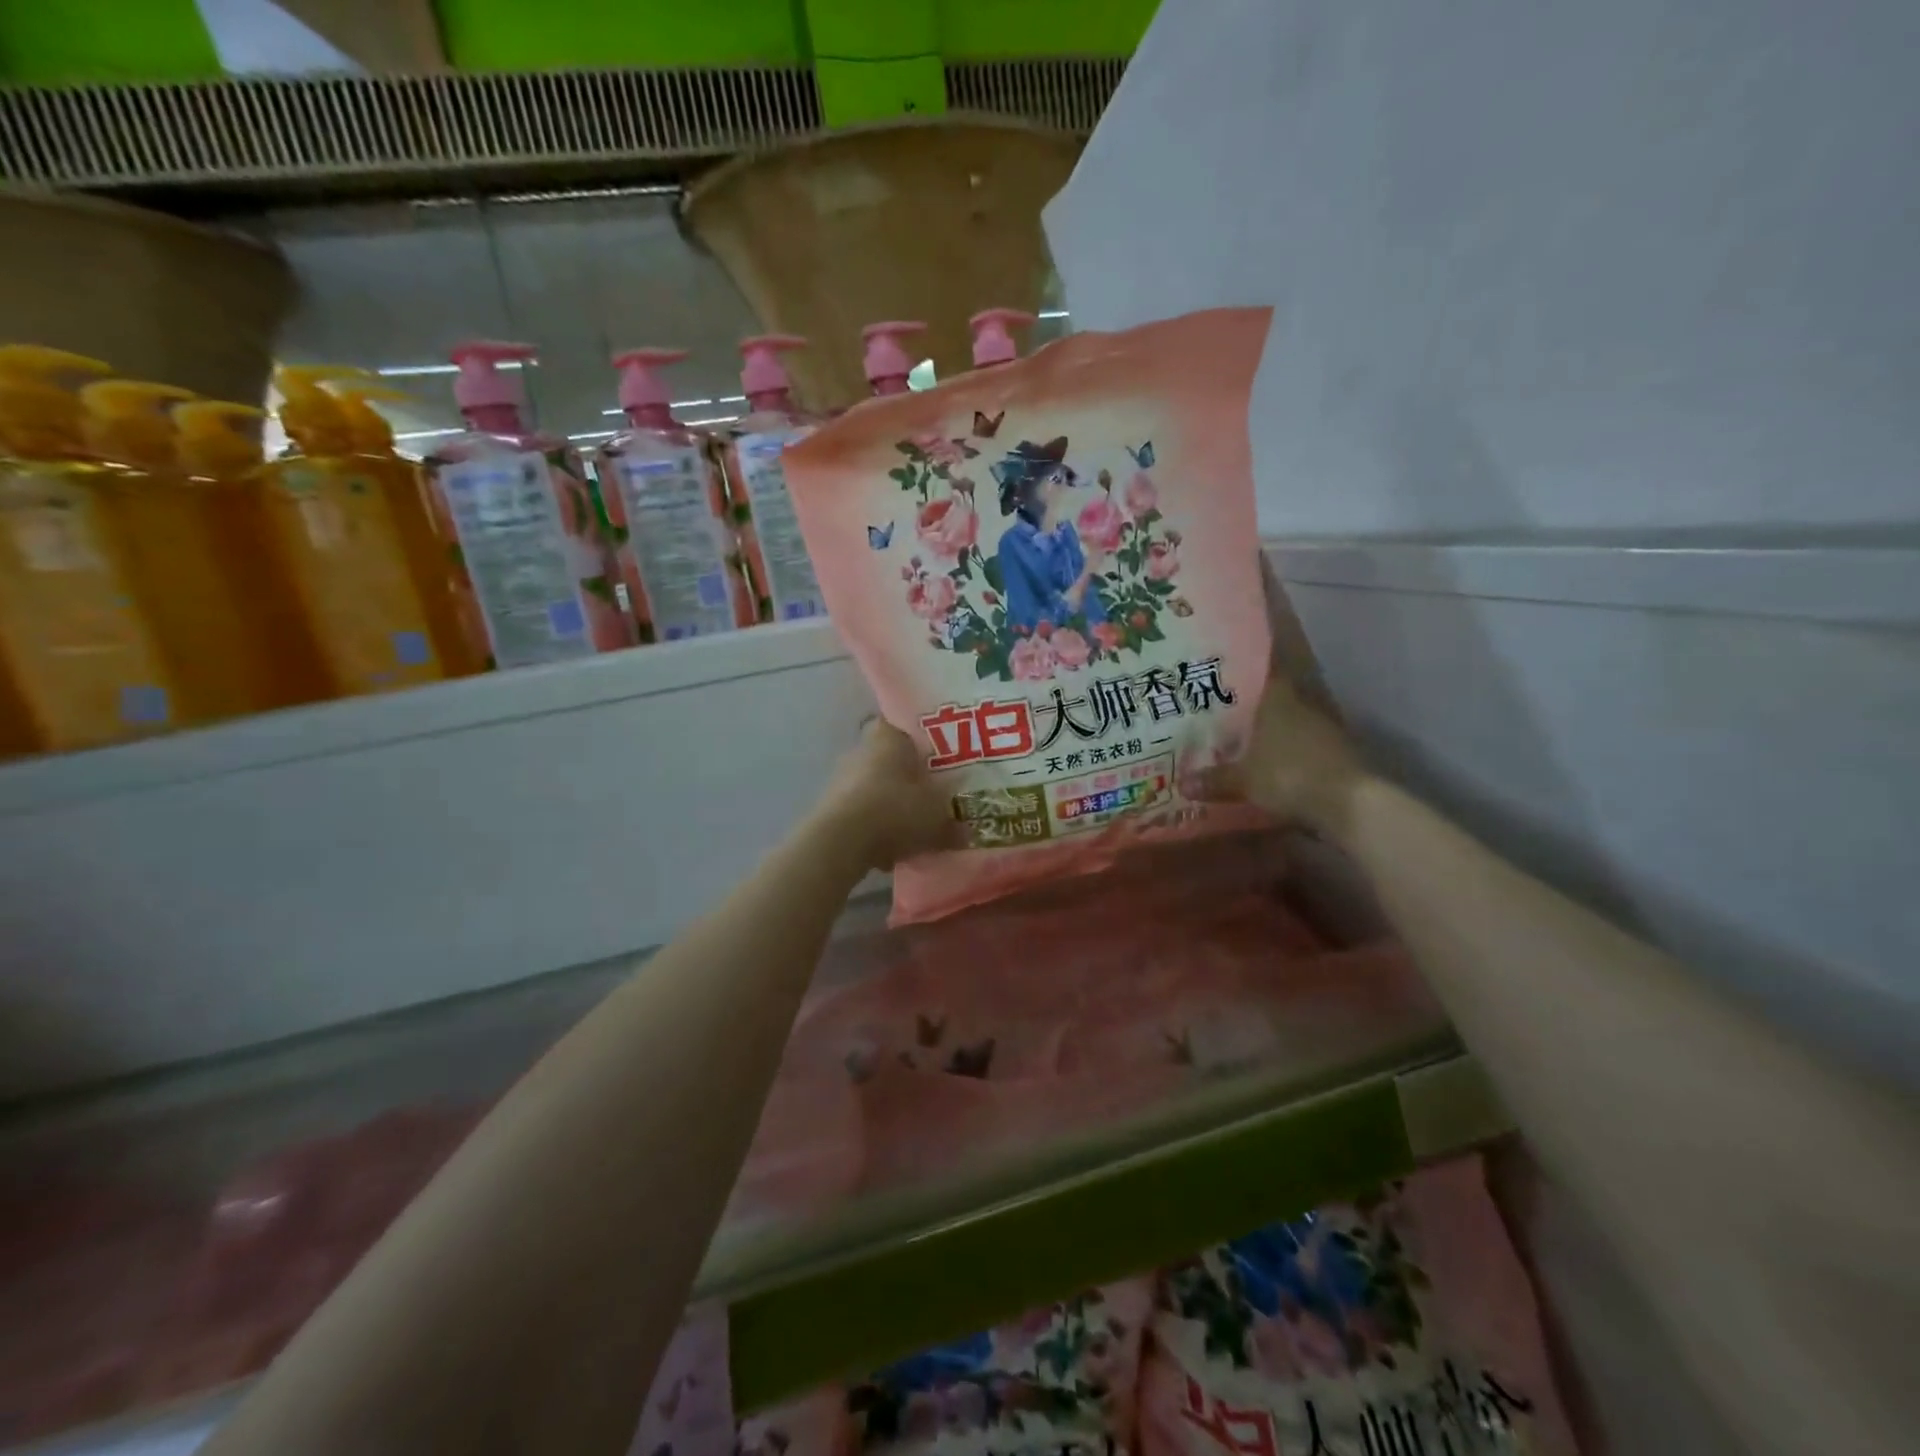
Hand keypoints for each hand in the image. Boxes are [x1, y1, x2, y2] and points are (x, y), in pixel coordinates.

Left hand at [812, 718, 964, 870]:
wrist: (841, 842)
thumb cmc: (895, 810)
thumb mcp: (937, 815)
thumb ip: (953, 820)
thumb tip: (965, 829)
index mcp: (889, 736)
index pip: (908, 727)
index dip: (927, 743)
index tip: (944, 761)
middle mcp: (862, 750)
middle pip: (893, 761)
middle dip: (911, 780)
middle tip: (936, 798)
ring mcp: (842, 778)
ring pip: (877, 788)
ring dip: (893, 806)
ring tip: (916, 830)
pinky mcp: (831, 808)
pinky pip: (863, 814)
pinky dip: (876, 828)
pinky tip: (892, 851)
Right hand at [1183, 674, 1367, 833]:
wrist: (1351, 804)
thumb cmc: (1289, 776)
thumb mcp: (1244, 780)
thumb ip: (1214, 779)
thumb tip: (1182, 783)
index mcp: (1278, 700)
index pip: (1259, 676)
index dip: (1240, 680)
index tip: (1221, 684)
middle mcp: (1303, 707)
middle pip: (1275, 702)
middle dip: (1252, 711)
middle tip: (1224, 719)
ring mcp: (1325, 730)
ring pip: (1291, 725)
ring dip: (1273, 735)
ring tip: (1245, 746)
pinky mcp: (1339, 755)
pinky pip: (1305, 748)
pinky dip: (1290, 756)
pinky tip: (1274, 768)